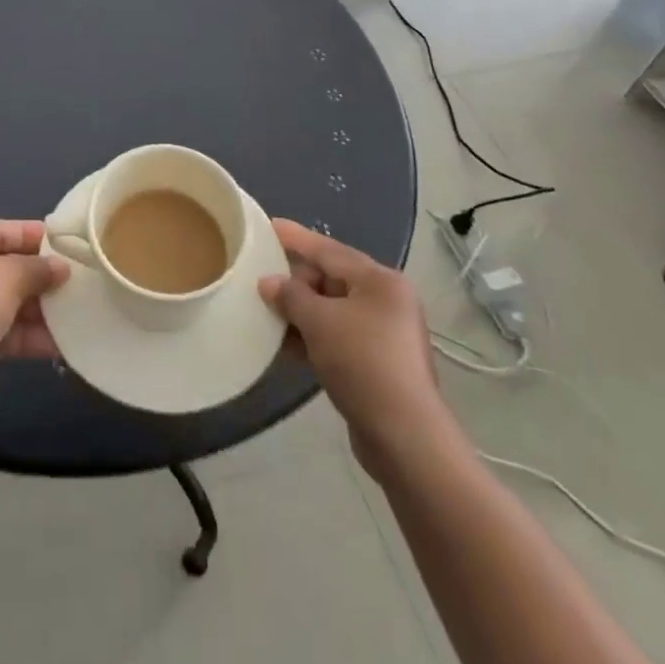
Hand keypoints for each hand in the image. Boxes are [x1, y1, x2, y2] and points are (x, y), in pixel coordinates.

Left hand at [0, 221, 68, 409]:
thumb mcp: (9, 277)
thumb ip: (38, 268)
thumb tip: (62, 267)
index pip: (0, 229)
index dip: (33, 235)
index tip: (66, 242)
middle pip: (4, 267)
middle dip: (39, 277)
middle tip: (75, 280)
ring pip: (4, 302)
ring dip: (37, 309)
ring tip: (75, 312)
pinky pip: (0, 331)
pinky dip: (26, 335)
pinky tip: (59, 344)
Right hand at [260, 220, 439, 472]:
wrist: (405, 438)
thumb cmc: (363, 363)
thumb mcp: (319, 322)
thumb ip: (291, 296)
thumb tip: (268, 282)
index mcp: (380, 281)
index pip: (329, 250)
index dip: (296, 238)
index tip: (268, 225)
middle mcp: (387, 301)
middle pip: (331, 279)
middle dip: (295, 281)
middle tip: (260, 280)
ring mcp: (385, 334)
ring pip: (332, 311)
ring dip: (300, 313)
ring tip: (266, 312)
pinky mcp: (378, 364)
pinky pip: (337, 337)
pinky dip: (313, 337)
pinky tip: (285, 346)